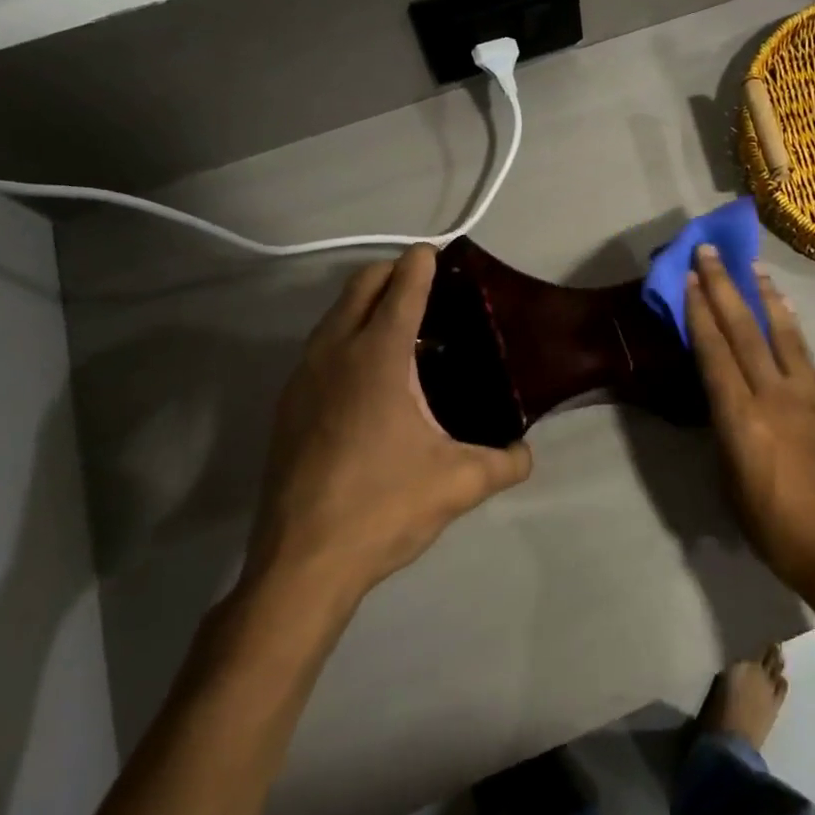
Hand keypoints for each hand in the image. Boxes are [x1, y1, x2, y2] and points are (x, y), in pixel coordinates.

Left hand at [244, 245, 532, 617]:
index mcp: (379, 357)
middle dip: (392, 273)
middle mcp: (335, 353)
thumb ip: (505, 462)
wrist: (301, 563)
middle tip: (426, 285)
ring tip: (404, 329)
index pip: (402, 288)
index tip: (437, 251)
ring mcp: (303, 378)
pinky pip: (321, 348)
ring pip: (334, 316)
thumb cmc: (383, 506)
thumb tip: (526, 453)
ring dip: (366, 305)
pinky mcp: (288, 406)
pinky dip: (346, 338)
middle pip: (360, 286)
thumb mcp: (459, 483)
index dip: (421, 263)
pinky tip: (371, 378)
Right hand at [684, 246, 814, 611]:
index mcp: (741, 419)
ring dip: (763, 296)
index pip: (715, 353)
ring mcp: (805, 395)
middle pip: (744, 331)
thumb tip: (721, 398)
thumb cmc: (774, 528)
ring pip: (780, 332)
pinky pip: (803, 352)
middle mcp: (772, 396)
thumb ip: (725, 431)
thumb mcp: (731, 482)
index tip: (690, 279)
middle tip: (711, 252)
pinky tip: (784, 309)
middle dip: (725, 288)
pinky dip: (790, 324)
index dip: (700, 313)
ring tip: (752, 266)